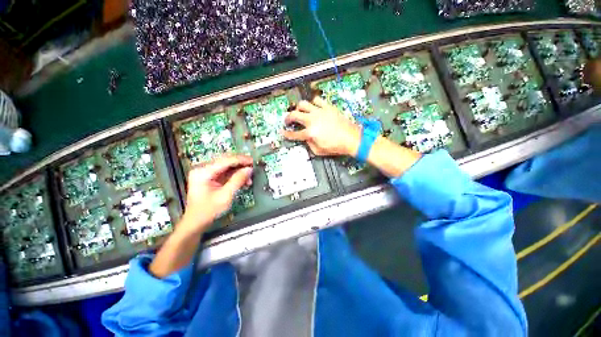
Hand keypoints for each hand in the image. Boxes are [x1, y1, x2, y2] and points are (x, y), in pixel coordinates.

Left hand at [180, 155, 253, 234]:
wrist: (196, 222)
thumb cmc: (209, 210)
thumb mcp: (225, 196)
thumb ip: (237, 180)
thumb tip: (249, 169)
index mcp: (203, 172)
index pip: (225, 161)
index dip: (241, 160)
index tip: (253, 161)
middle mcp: (204, 169)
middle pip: (226, 161)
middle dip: (241, 165)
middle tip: (254, 167)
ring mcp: (207, 173)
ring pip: (228, 166)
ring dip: (240, 171)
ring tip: (249, 179)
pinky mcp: (211, 177)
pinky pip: (226, 172)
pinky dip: (236, 176)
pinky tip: (244, 181)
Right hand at [283, 97, 360, 156]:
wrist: (351, 139)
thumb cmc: (336, 147)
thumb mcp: (319, 151)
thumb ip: (309, 144)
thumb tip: (305, 138)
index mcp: (310, 133)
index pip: (294, 134)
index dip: (286, 134)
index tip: (283, 132)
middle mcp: (313, 120)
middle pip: (294, 115)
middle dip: (288, 118)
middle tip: (288, 121)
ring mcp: (320, 112)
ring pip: (303, 104)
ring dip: (299, 108)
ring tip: (300, 112)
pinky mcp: (328, 107)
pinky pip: (317, 100)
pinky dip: (313, 103)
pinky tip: (314, 107)